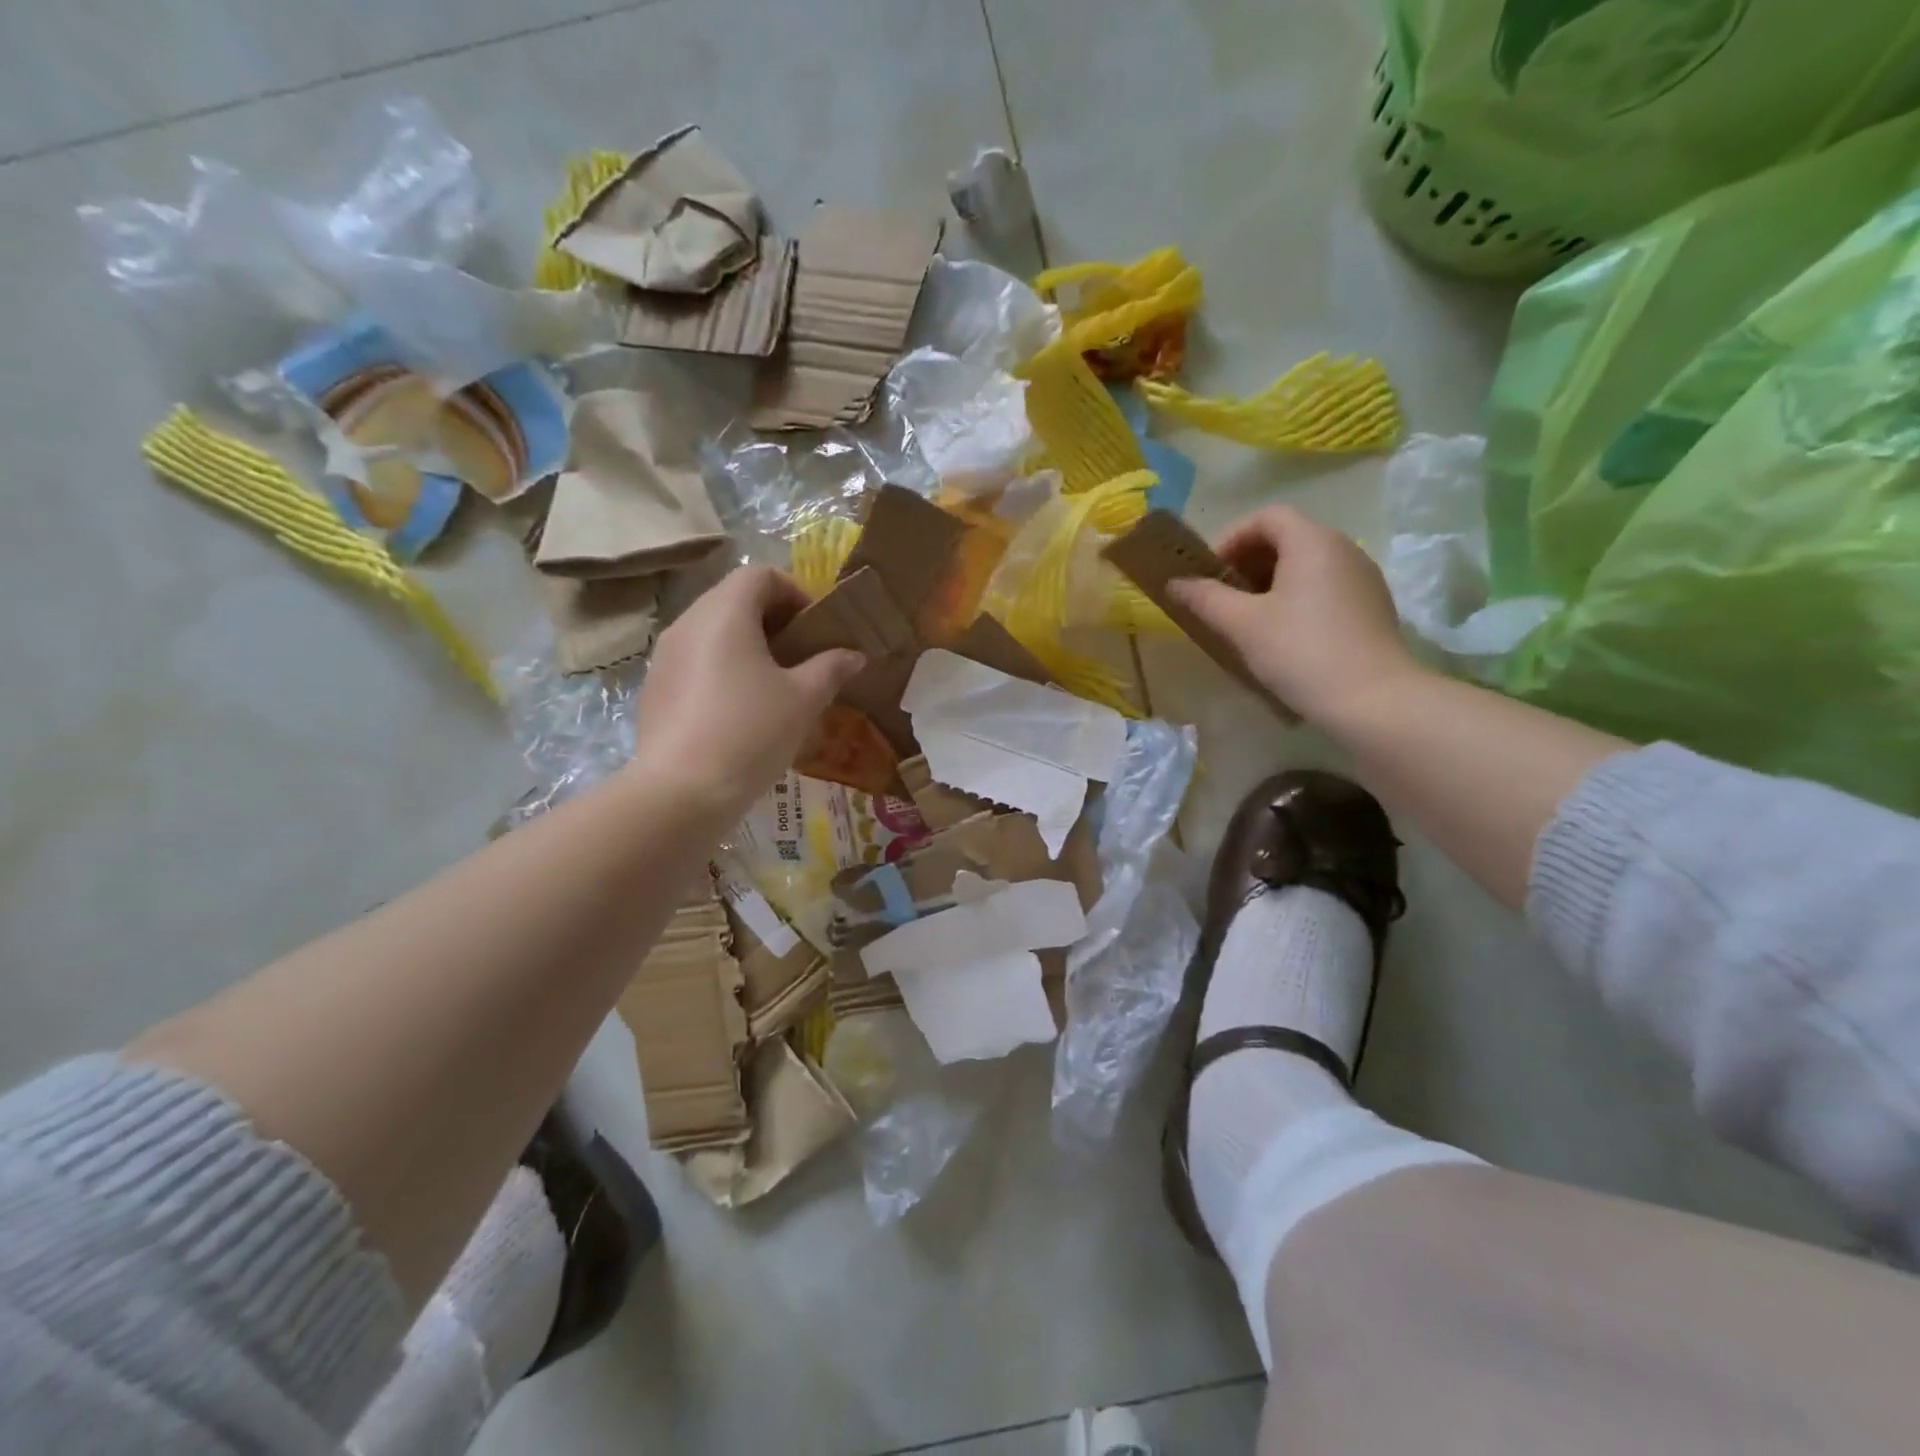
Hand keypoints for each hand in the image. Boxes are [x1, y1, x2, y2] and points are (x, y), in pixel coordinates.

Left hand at [631, 566, 863, 815]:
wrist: (683, 791)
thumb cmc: (751, 732)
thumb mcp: (804, 699)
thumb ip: (831, 668)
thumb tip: (854, 654)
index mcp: (725, 613)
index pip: (760, 574)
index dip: (795, 592)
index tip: (816, 628)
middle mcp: (688, 623)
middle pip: (734, 599)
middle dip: (773, 620)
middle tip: (802, 656)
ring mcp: (664, 657)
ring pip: (712, 632)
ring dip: (747, 645)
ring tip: (774, 684)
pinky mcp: (654, 689)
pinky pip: (695, 662)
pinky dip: (722, 669)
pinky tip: (740, 711)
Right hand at [1170, 506, 1423, 721]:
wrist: (1373, 700)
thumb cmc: (1300, 651)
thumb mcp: (1242, 624)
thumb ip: (1205, 598)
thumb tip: (1175, 583)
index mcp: (1312, 541)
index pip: (1267, 516)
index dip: (1232, 537)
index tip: (1210, 572)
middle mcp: (1343, 548)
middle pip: (1288, 537)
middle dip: (1248, 561)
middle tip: (1223, 597)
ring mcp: (1363, 577)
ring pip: (1307, 564)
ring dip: (1271, 582)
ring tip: (1248, 618)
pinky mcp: (1372, 606)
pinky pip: (1325, 587)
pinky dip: (1297, 598)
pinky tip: (1283, 635)